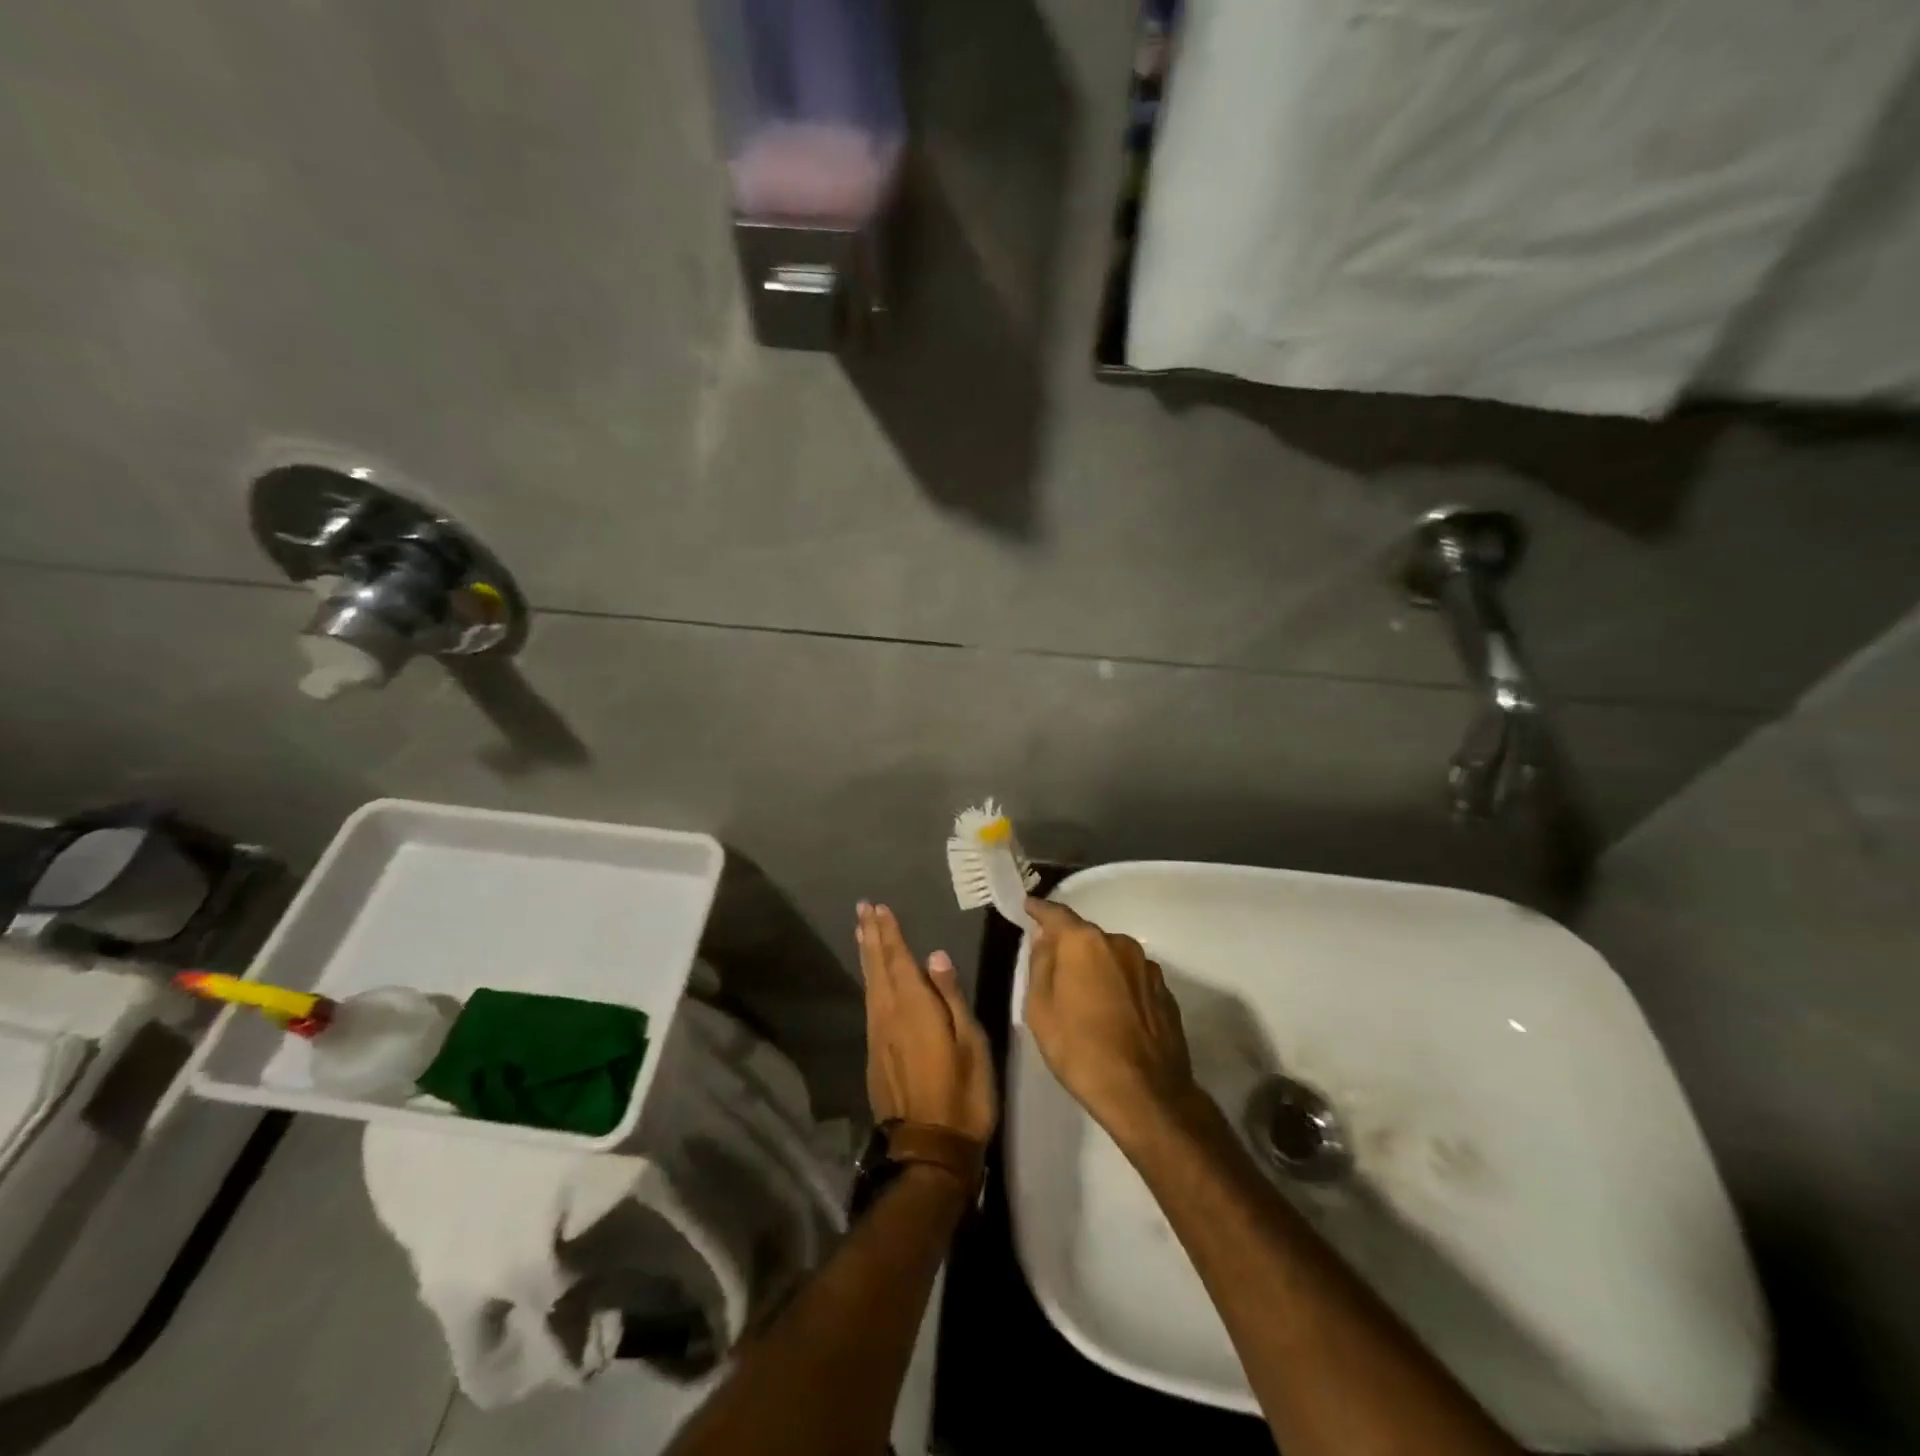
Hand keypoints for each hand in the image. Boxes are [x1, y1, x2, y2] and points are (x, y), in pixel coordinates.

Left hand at [856, 903, 995, 1143]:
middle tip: (862, 909)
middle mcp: (889, 1015)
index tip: (879, 908)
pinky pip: (870, 1004)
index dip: (890, 933)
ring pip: (870, 985)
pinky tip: (871, 979)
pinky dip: (869, 981)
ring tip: (862, 932)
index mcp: (914, 1007)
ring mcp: (878, 1036)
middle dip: (871, 936)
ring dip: (867, 956)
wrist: (929, 1151)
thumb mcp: (970, 1043)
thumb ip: (951, 997)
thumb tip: (935, 956)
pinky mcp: (875, 1055)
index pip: (899, 960)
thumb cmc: (963, 1093)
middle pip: (878, 968)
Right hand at [1023, 898, 1202, 1142]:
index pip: (1057, 914)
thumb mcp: (1040, 1009)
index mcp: (1084, 943)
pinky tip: (1111, 1014)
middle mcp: (1120, 944)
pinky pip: (1131, 979)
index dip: (1040, 910)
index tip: (1029, 907)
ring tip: (1084, 998)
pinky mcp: (1165, 993)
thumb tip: (1045, 939)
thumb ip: (1040, 964)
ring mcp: (1147, 968)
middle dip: (1069, 947)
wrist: (1145, 1094)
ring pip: (1112, 957)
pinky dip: (1118, 987)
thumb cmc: (1080, 1049)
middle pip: (1086, 937)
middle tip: (1053, 969)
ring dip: (1096, 968)